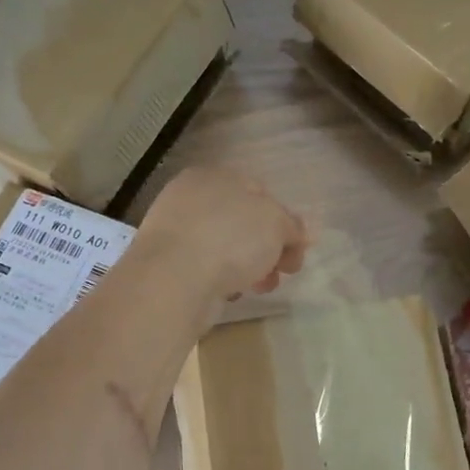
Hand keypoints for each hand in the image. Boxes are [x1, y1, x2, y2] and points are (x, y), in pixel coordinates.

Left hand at [136, 167, 308, 304]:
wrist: (173, 280)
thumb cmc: (229, 239)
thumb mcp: (275, 225)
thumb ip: (292, 225)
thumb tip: (302, 231)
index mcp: (214, 176)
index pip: (259, 192)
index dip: (284, 221)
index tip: (297, 250)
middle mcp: (190, 197)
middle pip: (243, 221)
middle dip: (269, 248)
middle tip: (285, 272)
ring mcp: (175, 231)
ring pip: (225, 246)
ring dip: (250, 266)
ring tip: (261, 288)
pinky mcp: (167, 264)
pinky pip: (206, 267)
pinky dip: (222, 278)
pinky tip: (230, 293)